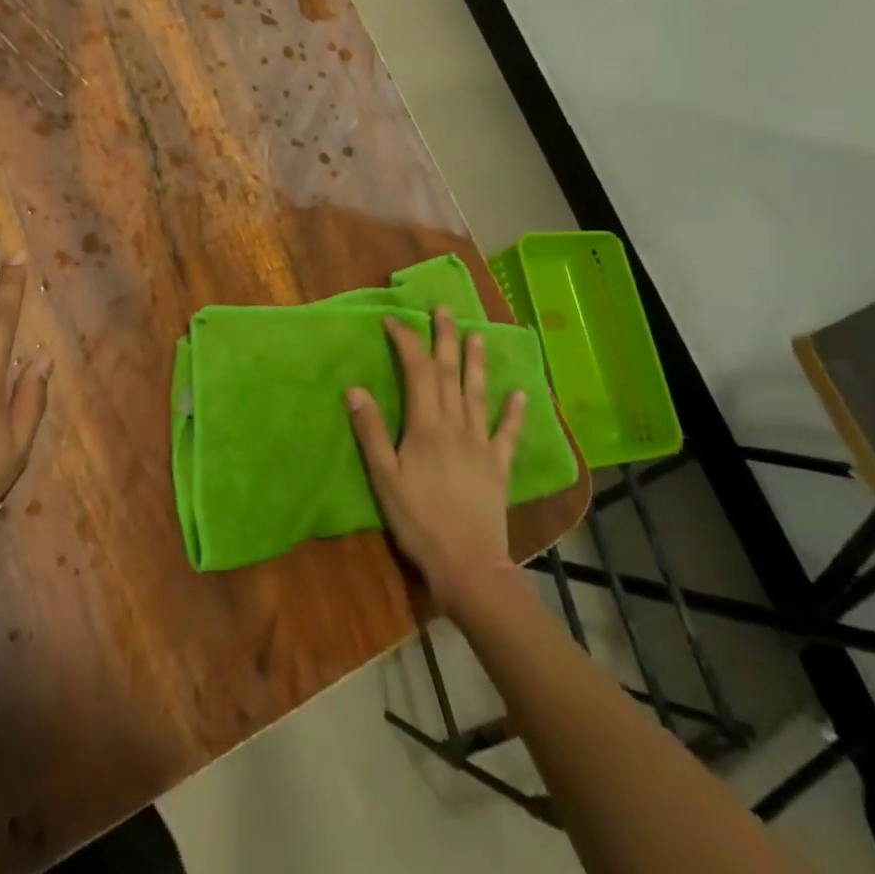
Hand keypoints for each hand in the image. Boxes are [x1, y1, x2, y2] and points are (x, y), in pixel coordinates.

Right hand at [345, 307, 525, 604]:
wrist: (468, 565)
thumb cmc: (419, 520)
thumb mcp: (384, 478)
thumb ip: (371, 431)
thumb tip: (355, 389)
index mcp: (426, 426)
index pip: (417, 371)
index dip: (406, 342)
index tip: (393, 321)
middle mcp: (456, 426)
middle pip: (451, 374)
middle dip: (445, 339)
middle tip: (444, 309)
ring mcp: (481, 445)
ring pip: (478, 395)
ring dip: (477, 363)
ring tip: (478, 335)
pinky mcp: (498, 467)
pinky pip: (508, 434)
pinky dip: (514, 413)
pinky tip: (520, 395)